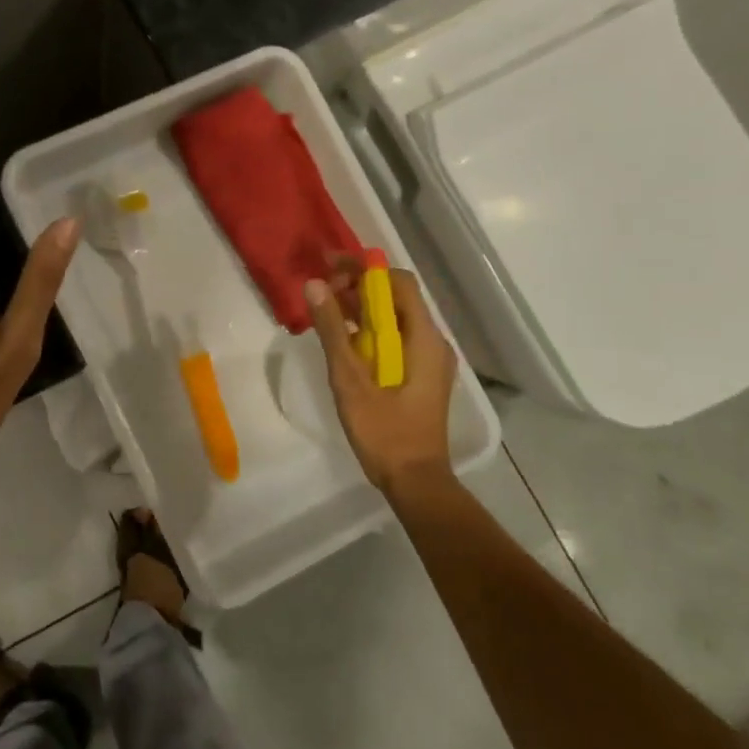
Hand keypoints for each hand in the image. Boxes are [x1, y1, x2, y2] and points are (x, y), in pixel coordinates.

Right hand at [304, 256, 457, 493]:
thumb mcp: (350, 379)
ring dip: (362, 308)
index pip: (399, 283)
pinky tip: (344, 340)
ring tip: (327, 312)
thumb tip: (315, 284)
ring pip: (395, 318)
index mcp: (423, 338)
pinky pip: (395, 338)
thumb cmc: (384, 431)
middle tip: (322, 291)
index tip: (330, 267)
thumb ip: (333, 330)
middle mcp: (433, 342)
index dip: (365, 269)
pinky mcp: (421, 375)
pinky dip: (370, 330)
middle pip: (397, 298)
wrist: (414, 480)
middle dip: (360, 286)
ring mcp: (429, 360)